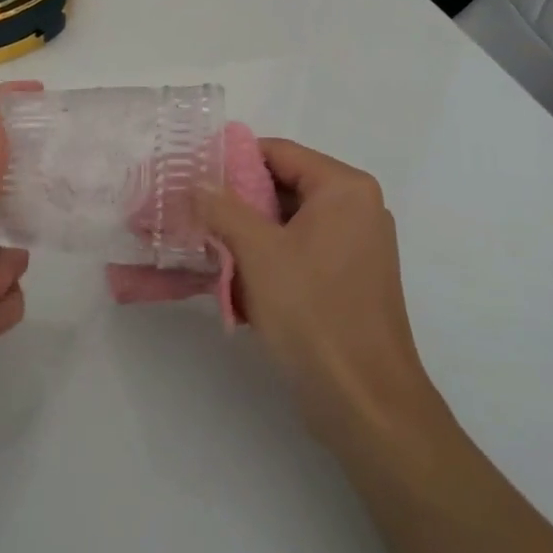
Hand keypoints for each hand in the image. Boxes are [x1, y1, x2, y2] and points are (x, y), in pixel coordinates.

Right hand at [197, 140, 454, 458]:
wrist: (363, 399)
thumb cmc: (312, 312)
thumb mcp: (258, 252)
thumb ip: (223, 208)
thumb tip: (197, 180)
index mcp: (344, 189)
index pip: (278, 152)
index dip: (231, 160)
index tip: (190, 176)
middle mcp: (356, 209)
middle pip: (283, 186)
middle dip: (235, 202)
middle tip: (189, 212)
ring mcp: (355, 247)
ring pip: (287, 224)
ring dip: (246, 235)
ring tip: (203, 246)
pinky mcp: (348, 280)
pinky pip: (298, 253)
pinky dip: (266, 260)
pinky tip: (233, 280)